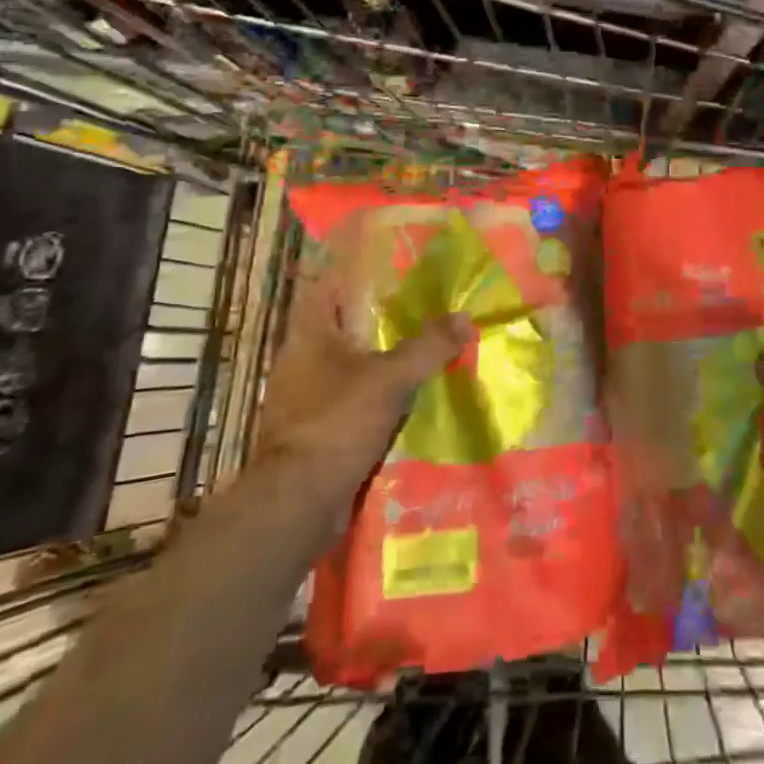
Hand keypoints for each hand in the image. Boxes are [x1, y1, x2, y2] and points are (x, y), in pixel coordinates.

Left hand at [254, 219, 472, 516]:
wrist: (298, 501)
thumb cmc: (337, 422)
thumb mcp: (391, 378)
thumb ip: (429, 346)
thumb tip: (466, 318)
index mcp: (309, 333)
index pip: (329, 283)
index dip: (357, 268)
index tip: (393, 262)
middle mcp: (301, 357)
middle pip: (343, 323)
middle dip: (379, 314)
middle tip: (421, 303)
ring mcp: (304, 394)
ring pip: (348, 361)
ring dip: (379, 356)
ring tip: (421, 346)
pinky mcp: (313, 427)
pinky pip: (350, 396)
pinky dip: (374, 392)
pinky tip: (406, 395)